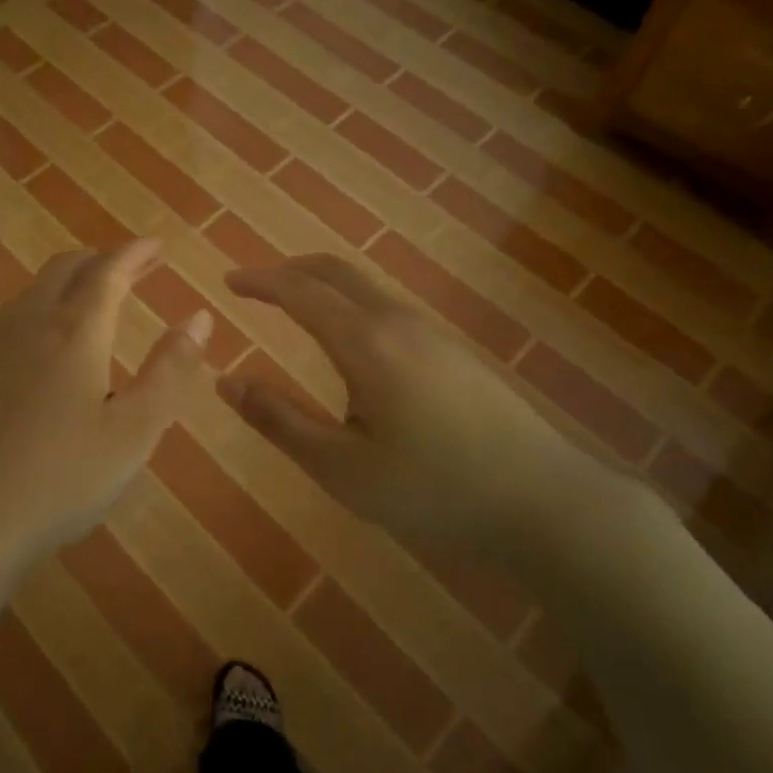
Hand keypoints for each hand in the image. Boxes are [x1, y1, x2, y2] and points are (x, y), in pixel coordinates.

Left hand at [0, 239, 211, 585]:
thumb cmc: (59, 480)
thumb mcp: (132, 432)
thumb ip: (170, 371)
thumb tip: (200, 318)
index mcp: (74, 333)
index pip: (109, 271)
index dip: (136, 253)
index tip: (157, 245)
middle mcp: (27, 325)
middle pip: (64, 270)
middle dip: (101, 260)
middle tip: (130, 268)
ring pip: (30, 294)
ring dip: (65, 285)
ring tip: (87, 299)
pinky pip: (5, 325)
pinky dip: (35, 316)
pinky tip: (37, 350)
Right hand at [219, 255, 621, 565]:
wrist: (544, 501)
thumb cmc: (433, 489)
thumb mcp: (342, 468)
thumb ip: (280, 421)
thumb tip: (227, 381)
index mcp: (365, 342)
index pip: (300, 292)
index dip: (261, 282)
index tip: (229, 282)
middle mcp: (398, 322)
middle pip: (336, 272)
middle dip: (291, 271)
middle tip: (257, 286)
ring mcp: (432, 333)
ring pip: (366, 288)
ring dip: (324, 287)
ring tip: (296, 312)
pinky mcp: (454, 351)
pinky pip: (388, 309)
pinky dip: (351, 306)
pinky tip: (353, 349)